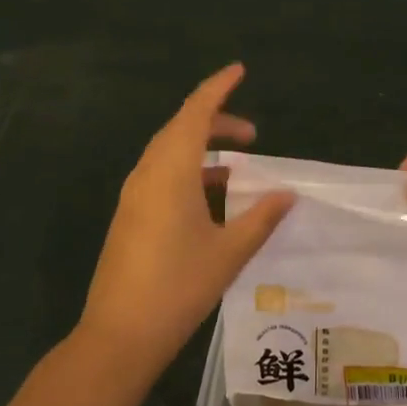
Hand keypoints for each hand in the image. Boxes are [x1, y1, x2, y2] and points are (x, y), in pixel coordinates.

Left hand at [77, 65, 295, 379]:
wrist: (119, 336)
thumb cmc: (178, 287)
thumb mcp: (229, 252)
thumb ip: (260, 218)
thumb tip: (287, 194)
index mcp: (171, 170)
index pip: (196, 111)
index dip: (218, 87)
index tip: (239, 70)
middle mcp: (148, 172)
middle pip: (181, 128)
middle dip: (216, 121)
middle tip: (252, 135)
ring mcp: (134, 194)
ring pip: (169, 151)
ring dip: (201, 148)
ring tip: (236, 166)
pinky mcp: (130, 214)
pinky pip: (161, 174)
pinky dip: (188, 170)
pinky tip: (210, 197)